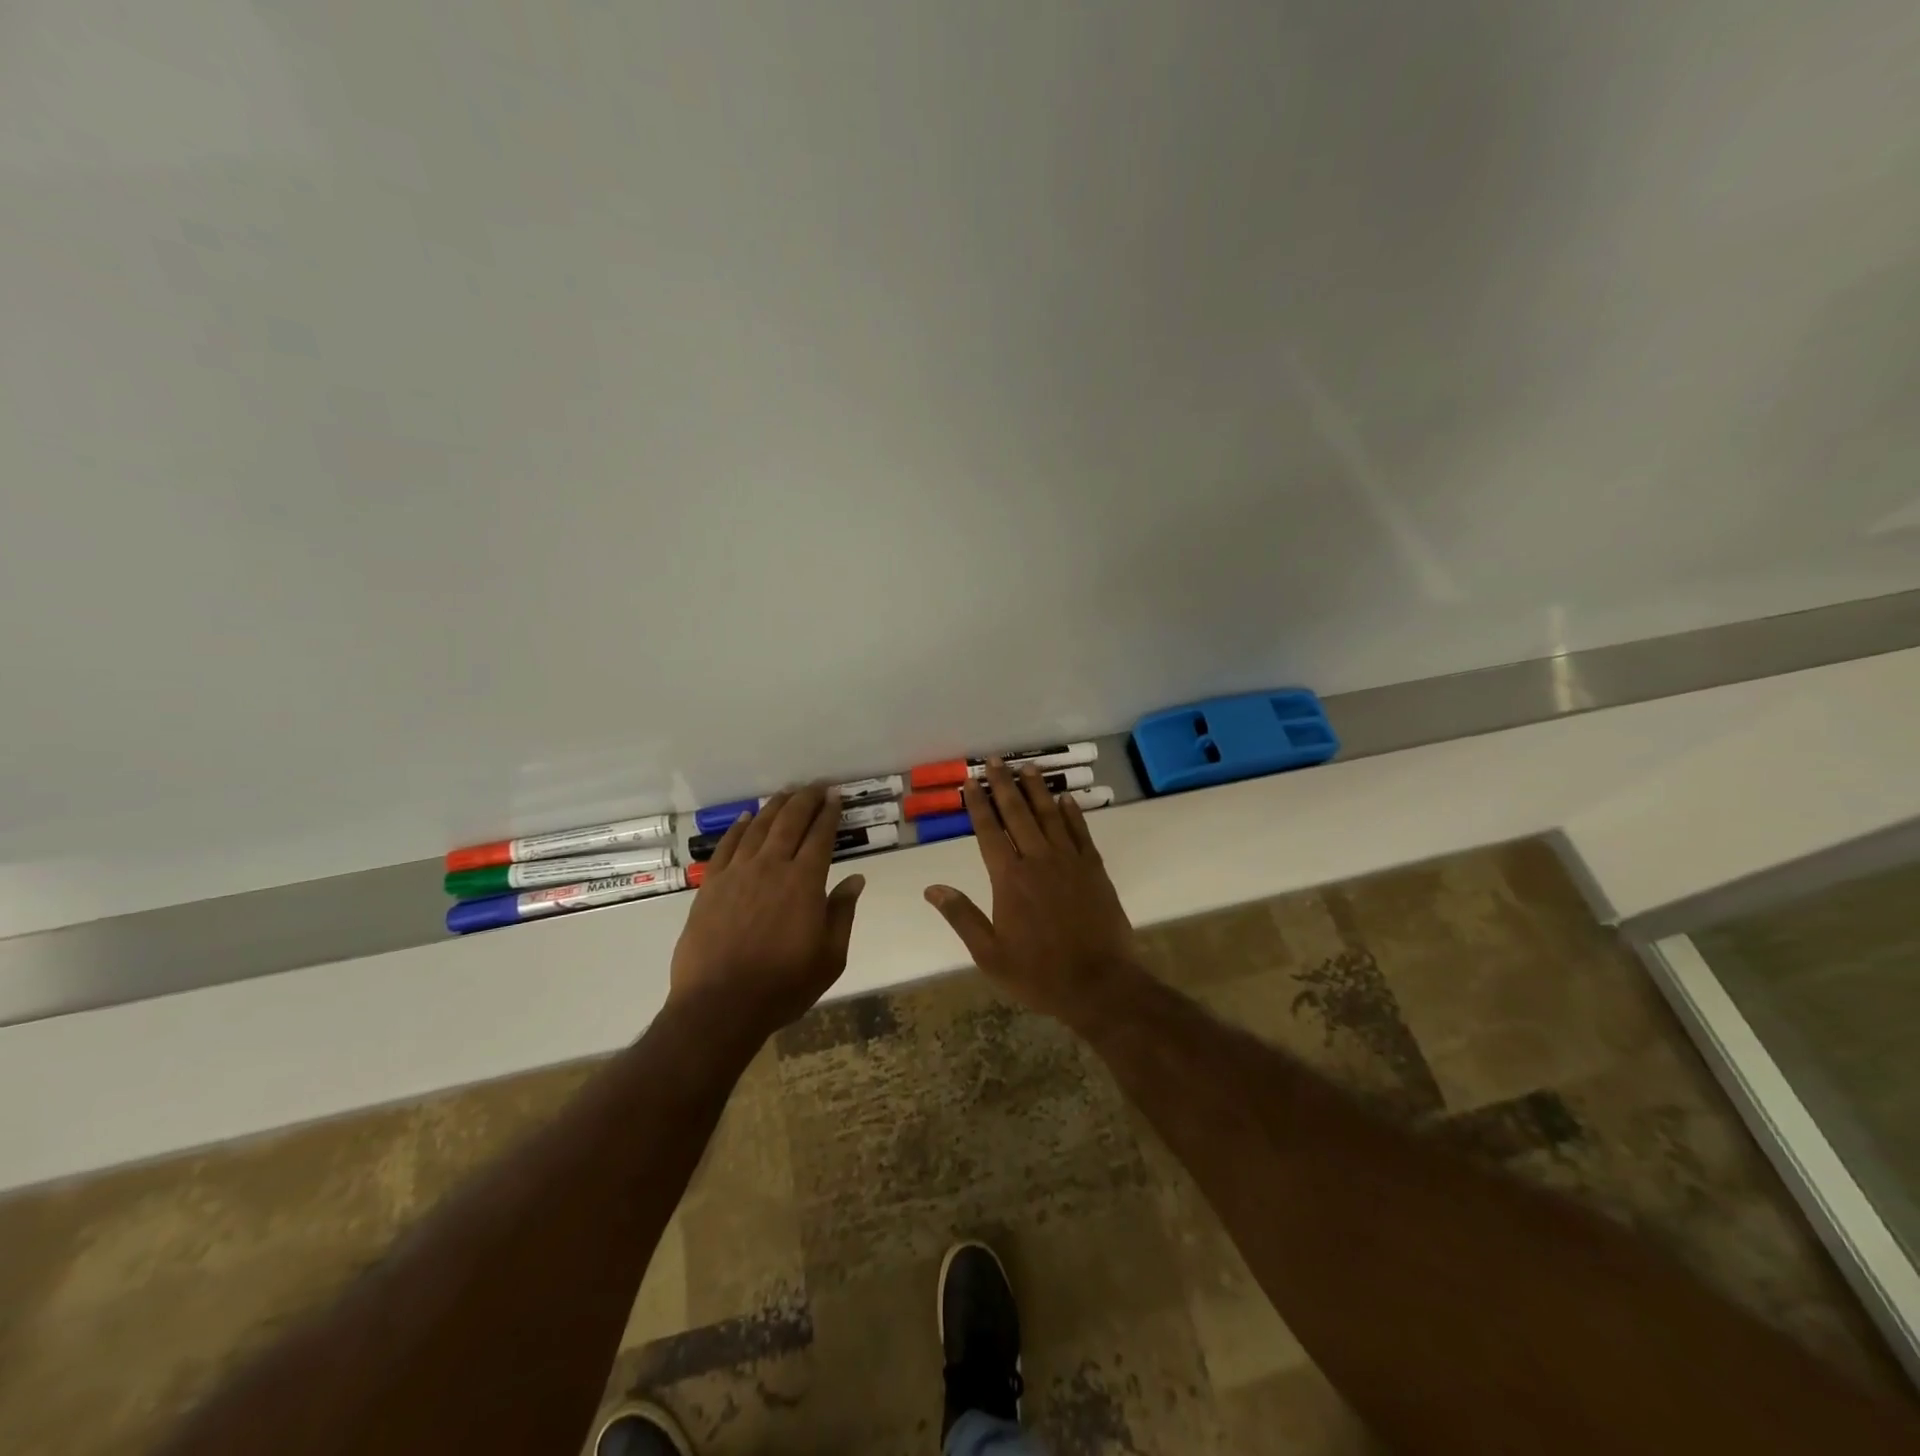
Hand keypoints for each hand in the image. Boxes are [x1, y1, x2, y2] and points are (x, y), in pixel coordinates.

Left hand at [670, 785, 865, 1042]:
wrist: (719, 1006)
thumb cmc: (783, 985)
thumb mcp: (829, 957)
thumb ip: (842, 913)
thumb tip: (856, 879)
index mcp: (804, 882)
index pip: (821, 836)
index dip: (829, 813)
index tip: (836, 796)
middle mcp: (771, 867)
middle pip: (790, 822)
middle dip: (805, 800)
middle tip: (816, 786)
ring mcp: (737, 874)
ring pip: (758, 828)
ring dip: (775, 807)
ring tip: (786, 793)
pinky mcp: (711, 886)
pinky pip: (726, 846)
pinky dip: (738, 828)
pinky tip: (746, 818)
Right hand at [923, 758, 1142, 1028]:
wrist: (1100, 985)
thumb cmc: (1038, 973)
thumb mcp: (990, 954)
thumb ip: (962, 916)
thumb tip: (932, 888)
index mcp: (1009, 879)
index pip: (989, 832)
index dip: (978, 805)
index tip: (971, 782)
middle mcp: (1038, 860)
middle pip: (1018, 813)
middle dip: (1004, 785)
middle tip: (996, 760)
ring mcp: (1069, 862)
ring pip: (1050, 816)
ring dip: (1037, 790)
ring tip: (1028, 768)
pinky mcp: (1094, 869)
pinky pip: (1080, 832)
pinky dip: (1072, 813)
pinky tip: (1065, 799)